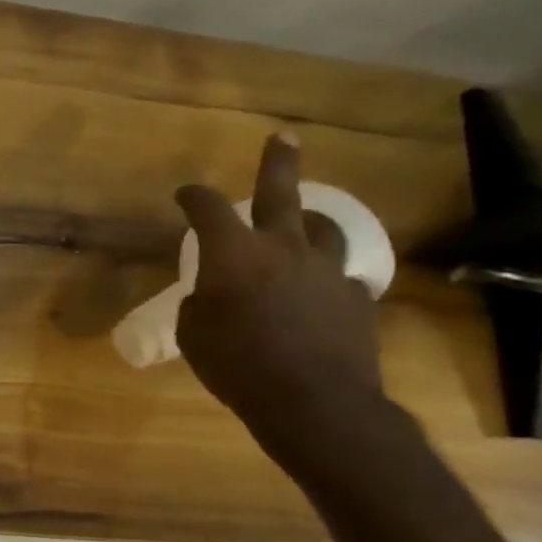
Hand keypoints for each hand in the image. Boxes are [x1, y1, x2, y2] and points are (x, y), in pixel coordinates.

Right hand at [175, 134, 383, 432]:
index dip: (193, 197)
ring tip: (304, 224)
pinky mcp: (356, 300)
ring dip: (309, 224)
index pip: (208, 208)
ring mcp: (326, 272)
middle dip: (279, 163)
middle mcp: (283, 249)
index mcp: (234, 254)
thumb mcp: (193, 334)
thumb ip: (201, 303)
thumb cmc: (236, 365)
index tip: (185, 194)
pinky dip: (326, 279)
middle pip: (282, 194)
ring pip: (324, 230)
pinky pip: (341, 278)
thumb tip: (213, 295)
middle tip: (284, 138)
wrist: (314, 403)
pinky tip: (321, 294)